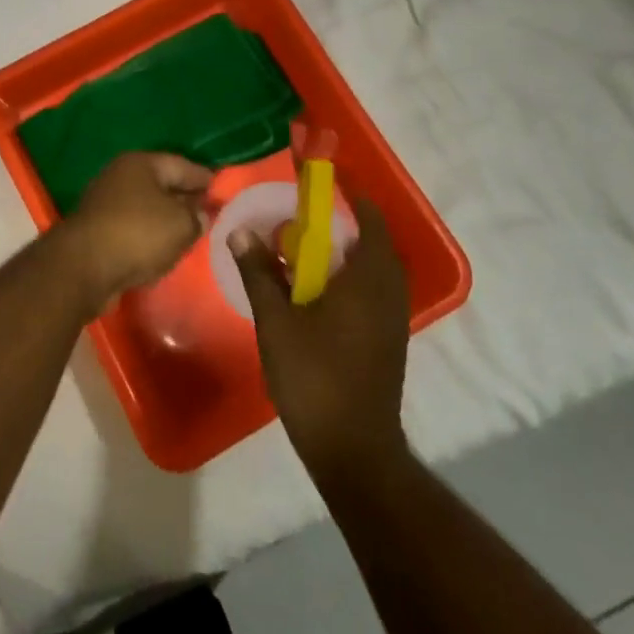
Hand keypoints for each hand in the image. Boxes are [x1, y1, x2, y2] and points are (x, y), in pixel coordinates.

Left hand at [61, 153, 212, 310]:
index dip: (205, 178)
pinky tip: (163, 249)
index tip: (223, 189)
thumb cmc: (138, 234)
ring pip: (147, 207)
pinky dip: (149, 236)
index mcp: (141, 163)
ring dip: (166, 219)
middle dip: (185, 198)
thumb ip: (197, 217)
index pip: (182, 165)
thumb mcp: (181, 224)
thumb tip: (201, 215)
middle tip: (210, 211)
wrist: (84, 267)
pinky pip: (133, 228)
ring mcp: (105, 203)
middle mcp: (120, 176)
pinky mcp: (97, 230)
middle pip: (162, 185)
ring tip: (190, 232)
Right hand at [230, 199, 409, 477]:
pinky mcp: (388, 340)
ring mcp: (392, 319)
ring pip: (374, 270)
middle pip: (373, 242)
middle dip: (343, 226)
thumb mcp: (276, 321)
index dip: (349, 196)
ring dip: (347, 254)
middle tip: (304, 221)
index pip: (369, 219)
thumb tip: (241, 231)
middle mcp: (388, 292)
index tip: (321, 184)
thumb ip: (259, 272)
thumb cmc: (314, 377)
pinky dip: (351, 279)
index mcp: (367, 279)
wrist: (353, 449)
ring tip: (307, 254)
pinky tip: (318, 294)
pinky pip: (373, 292)